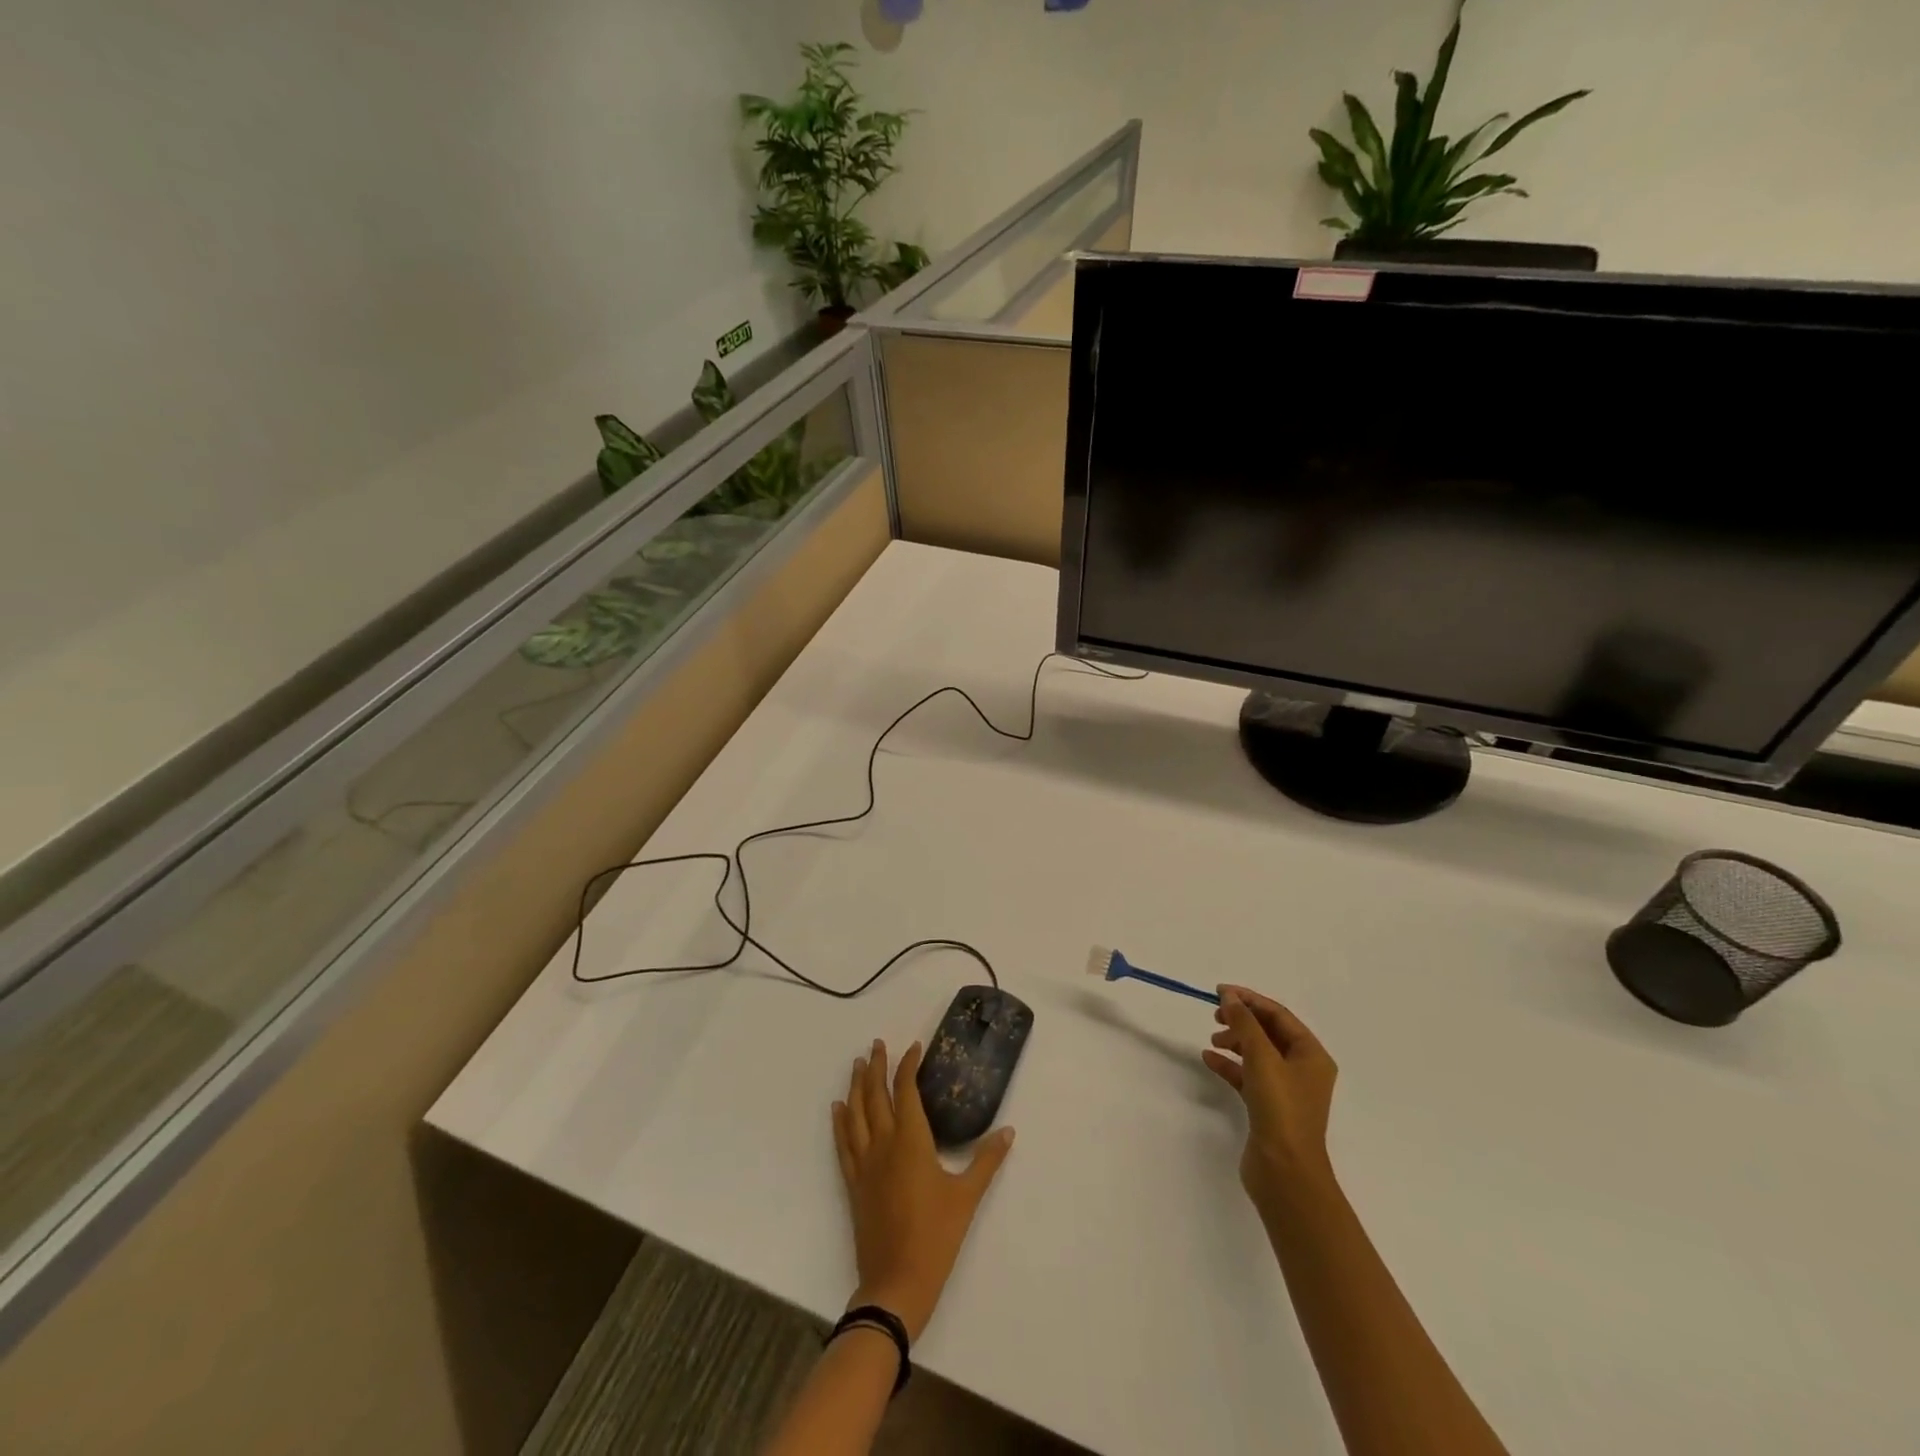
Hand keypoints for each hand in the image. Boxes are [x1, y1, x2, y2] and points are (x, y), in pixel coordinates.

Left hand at [831, 1039, 1014, 1341]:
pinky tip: (838, 1108)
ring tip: (857, 1065)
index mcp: (911, 1140)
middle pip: (875, 1095)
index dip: (908, 1066)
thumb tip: (1008, 1132)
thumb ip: (987, 1160)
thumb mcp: (967, 1197)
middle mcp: (883, 1144)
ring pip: (855, 1114)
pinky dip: (840, 1122)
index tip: (914, 1047)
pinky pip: (843, 1143)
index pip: (905, 1090)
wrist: (896, 1283)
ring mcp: (865, 1164)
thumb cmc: (936, 1236)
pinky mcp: (854, 1184)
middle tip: (876, 1045)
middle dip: (876, 1067)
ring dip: (856, 1086)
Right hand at [1202, 987, 1338, 1214]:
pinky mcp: (1268, 1108)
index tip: (1220, 992)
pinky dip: (1230, 1065)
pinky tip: (1209, 1059)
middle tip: (1215, 1015)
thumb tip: (1230, 996)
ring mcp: (1286, 1090)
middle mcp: (1303, 1070)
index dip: (1250, 999)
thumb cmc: (1281, 1109)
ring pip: (1257, 1053)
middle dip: (1242, 1020)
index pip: (1279, 1015)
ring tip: (1212, 1039)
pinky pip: (1248, 1076)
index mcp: (1311, 1055)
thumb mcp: (1262, 1058)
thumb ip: (1244, 1023)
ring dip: (1235, 1041)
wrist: (1285, 1172)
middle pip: (1269, 1032)